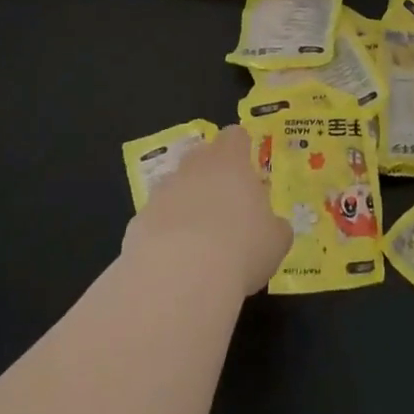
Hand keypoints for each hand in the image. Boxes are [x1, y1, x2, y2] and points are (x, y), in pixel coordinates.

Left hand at [123, 125, 289, 296]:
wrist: (179, 278)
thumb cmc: (241, 248)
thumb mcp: (275, 241)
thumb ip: (275, 227)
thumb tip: (273, 227)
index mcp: (230, 161)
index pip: (235, 136)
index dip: (242, 148)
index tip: (248, 168)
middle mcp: (194, 167)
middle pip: (202, 156)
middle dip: (211, 175)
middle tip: (225, 206)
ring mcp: (162, 192)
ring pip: (176, 187)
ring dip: (186, 204)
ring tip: (200, 241)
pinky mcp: (137, 222)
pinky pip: (156, 220)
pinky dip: (164, 235)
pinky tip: (175, 264)